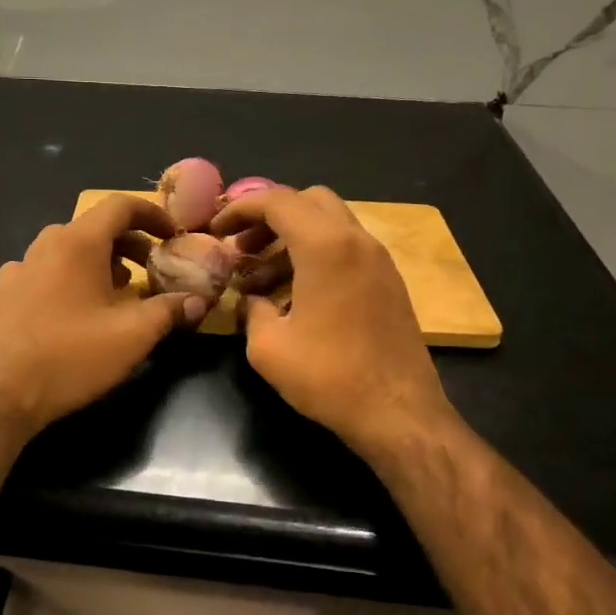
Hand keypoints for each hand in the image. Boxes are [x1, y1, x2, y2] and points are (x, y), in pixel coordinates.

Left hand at [0, 194, 204, 435]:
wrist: (3, 392)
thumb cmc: (72, 356)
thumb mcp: (133, 335)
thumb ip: (170, 310)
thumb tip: (199, 300)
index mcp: (78, 242)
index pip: (120, 206)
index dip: (152, 214)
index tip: (173, 235)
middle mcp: (47, 244)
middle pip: (96, 227)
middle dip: (131, 243)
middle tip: (155, 268)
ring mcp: (23, 267)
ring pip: (71, 249)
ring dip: (103, 261)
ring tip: (124, 289)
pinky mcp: (8, 292)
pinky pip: (49, 270)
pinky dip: (73, 277)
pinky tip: (79, 306)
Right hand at [211, 186, 452, 458]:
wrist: (399, 413)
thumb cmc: (329, 377)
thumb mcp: (267, 347)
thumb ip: (251, 310)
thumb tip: (250, 301)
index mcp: (325, 246)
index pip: (277, 201)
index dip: (240, 209)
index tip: (216, 230)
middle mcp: (357, 241)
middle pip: (308, 201)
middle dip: (270, 217)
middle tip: (243, 248)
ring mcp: (378, 261)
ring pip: (329, 225)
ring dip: (292, 240)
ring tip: (259, 281)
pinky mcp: (388, 282)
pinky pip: (346, 250)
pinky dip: (316, 257)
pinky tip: (293, 298)